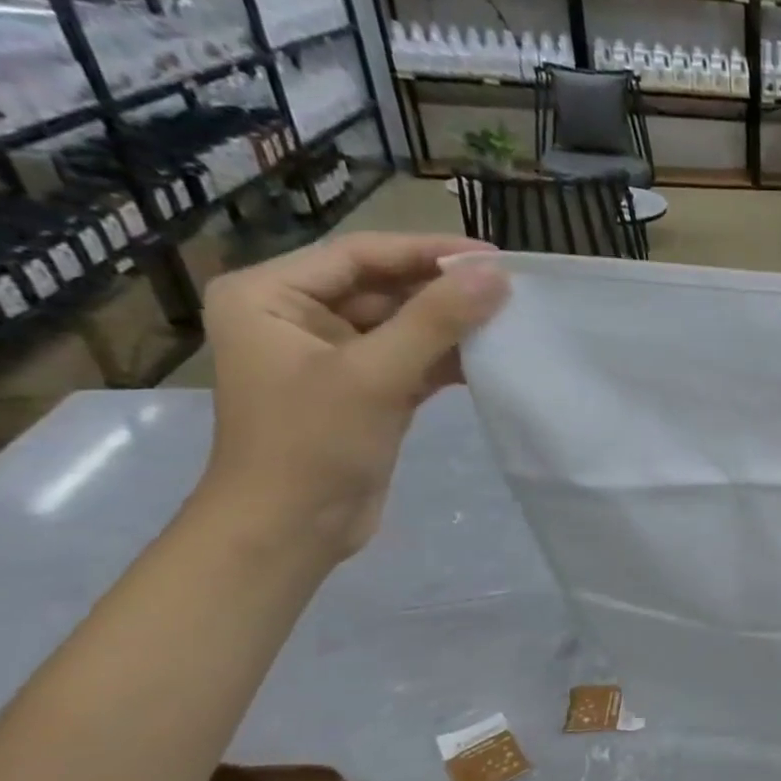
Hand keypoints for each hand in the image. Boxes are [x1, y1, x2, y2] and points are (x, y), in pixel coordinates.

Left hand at [200, 232, 507, 562]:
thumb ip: (436, 320)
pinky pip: (411, 361)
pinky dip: (447, 360)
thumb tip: (496, 276)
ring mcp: (332, 357)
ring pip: (402, 326)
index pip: (360, 255)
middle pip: (383, 288)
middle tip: (510, 289)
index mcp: (270, 294)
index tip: (493, 256)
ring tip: (509, 320)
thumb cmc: (312, 443)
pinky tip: (490, 359)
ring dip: (451, 326)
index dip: (427, 251)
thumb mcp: (375, 374)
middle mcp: (296, 316)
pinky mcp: (364, 392)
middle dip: (444, 290)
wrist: (291, 529)